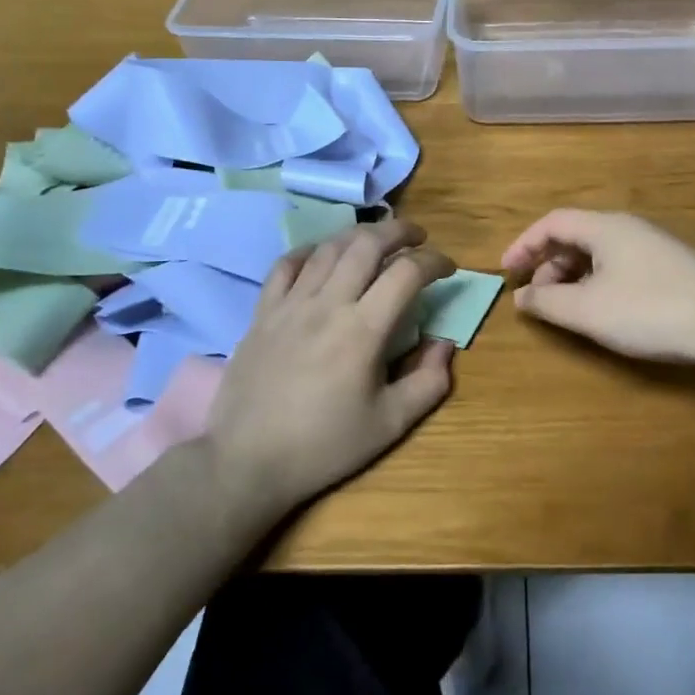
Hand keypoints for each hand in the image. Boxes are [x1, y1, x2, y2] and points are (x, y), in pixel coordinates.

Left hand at [206, 220, 455, 521]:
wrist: (247, 462)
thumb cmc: (323, 446)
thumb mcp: (389, 425)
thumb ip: (429, 382)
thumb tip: (445, 344)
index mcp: (364, 330)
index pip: (407, 272)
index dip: (435, 261)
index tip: (448, 269)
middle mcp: (328, 304)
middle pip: (367, 243)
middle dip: (399, 231)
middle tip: (418, 236)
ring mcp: (290, 304)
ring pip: (329, 247)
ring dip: (360, 234)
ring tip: (377, 240)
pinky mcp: (262, 313)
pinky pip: (286, 265)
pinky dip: (309, 251)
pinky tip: (322, 256)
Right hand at [501, 209, 694, 365]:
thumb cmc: (650, 311)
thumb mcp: (588, 310)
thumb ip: (547, 302)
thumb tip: (521, 297)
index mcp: (604, 227)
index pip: (552, 222)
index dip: (523, 244)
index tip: (506, 272)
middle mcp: (627, 227)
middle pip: (575, 235)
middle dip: (548, 264)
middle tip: (536, 298)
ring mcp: (652, 246)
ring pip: (598, 252)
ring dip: (572, 276)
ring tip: (566, 309)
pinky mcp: (669, 267)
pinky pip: (619, 265)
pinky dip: (597, 283)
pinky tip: (603, 311)